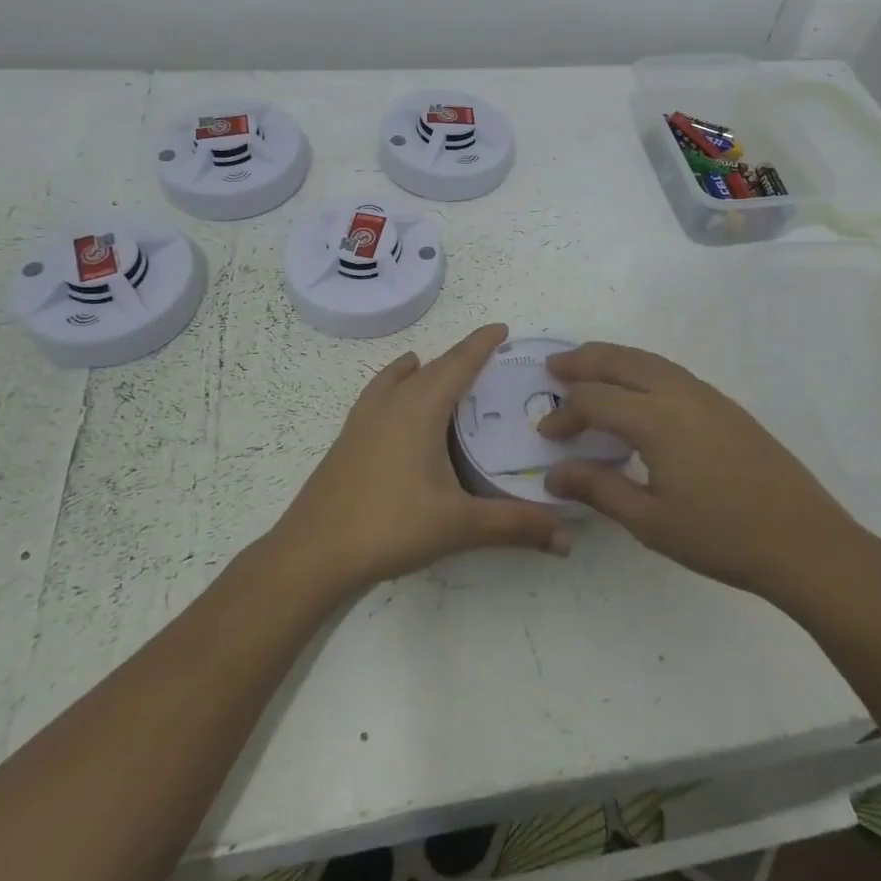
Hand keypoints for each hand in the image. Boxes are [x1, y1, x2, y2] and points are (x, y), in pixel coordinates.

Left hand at [269, 324, 570, 599]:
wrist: (313, 552)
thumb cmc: (390, 526)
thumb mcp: (459, 525)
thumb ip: (515, 525)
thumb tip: (567, 538)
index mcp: (420, 407)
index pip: (458, 363)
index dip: (481, 344)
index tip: (502, 329)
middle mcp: (391, 402)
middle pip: (432, 367)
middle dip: (460, 358)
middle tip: (488, 360)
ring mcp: (364, 417)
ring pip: (400, 378)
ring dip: (425, 369)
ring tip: (441, 371)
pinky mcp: (348, 437)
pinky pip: (379, 394)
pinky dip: (396, 384)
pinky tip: (396, 404)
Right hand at [538, 343, 873, 603]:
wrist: (803, 540)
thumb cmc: (721, 536)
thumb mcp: (651, 522)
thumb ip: (599, 489)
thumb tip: (554, 474)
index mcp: (657, 420)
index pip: (595, 400)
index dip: (565, 413)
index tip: (546, 434)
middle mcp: (679, 394)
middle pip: (621, 361)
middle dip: (583, 361)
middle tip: (553, 366)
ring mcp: (707, 396)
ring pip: (649, 360)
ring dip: (613, 358)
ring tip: (588, 366)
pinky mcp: (725, 406)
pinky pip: (671, 371)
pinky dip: (641, 367)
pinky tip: (637, 389)